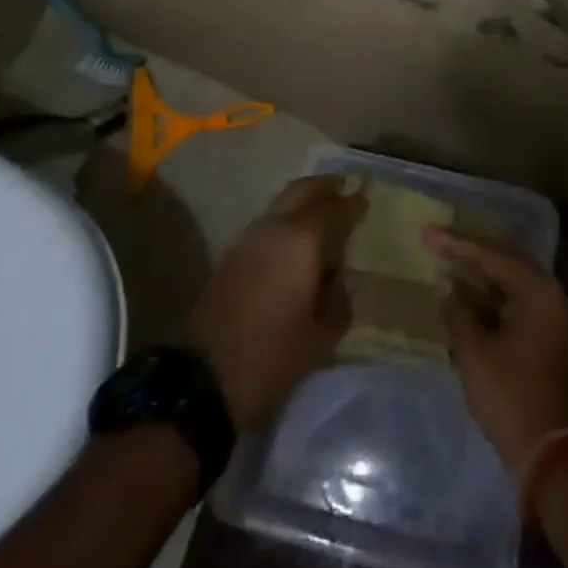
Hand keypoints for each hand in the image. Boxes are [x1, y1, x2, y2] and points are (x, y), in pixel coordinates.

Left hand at [185, 176, 366, 432]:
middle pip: (302, 190)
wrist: (201, 381)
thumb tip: (342, 279)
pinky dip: (286, 222)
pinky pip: (268, 224)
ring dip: (303, 203)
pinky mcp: (231, 256)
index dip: (353, 204)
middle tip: (343, 189)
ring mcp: (248, 239)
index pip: (334, 209)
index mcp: (302, 241)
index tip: (365, 199)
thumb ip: (339, 302)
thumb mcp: (321, 338)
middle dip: (324, 187)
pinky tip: (296, 244)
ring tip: (323, 219)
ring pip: (282, 205)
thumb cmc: (271, 358)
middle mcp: (275, 228)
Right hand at [426, 230, 567, 469]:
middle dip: (470, 254)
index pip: (492, 255)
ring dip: (479, 278)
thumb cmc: (511, 395)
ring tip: (447, 266)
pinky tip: (465, 300)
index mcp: (538, 291)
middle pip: (505, 263)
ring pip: (510, 285)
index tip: (427, 234)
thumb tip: (449, 289)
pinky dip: (490, 300)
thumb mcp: (474, 351)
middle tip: (438, 243)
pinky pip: (515, 305)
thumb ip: (458, 312)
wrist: (553, 455)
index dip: (456, 245)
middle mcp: (551, 296)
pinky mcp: (548, 340)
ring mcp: (553, 319)